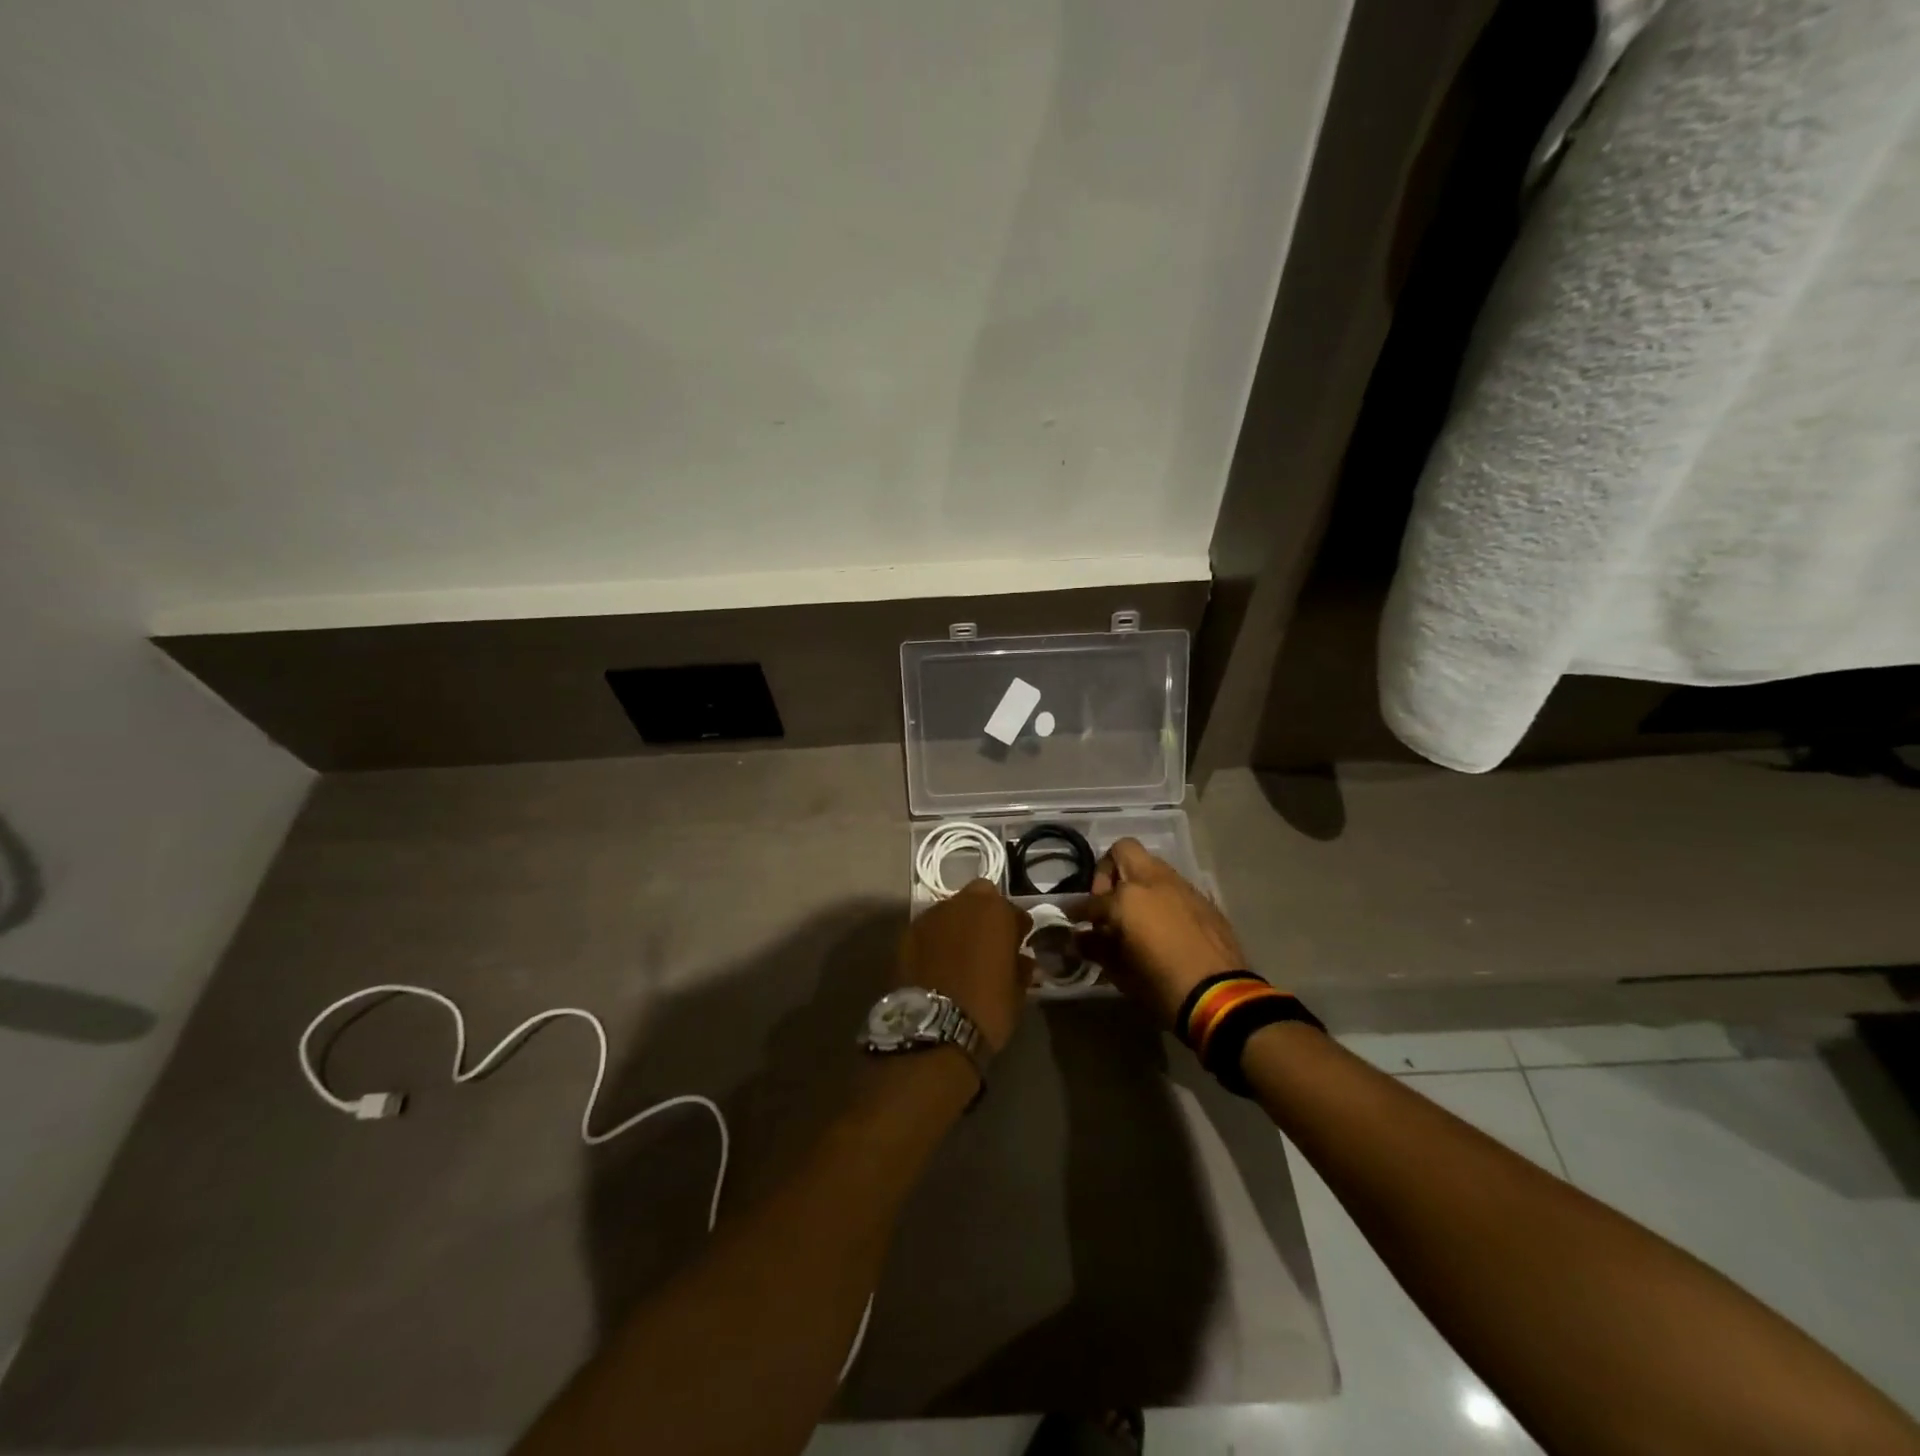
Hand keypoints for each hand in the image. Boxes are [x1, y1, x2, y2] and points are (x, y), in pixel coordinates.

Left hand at [894, 879, 1032, 1052]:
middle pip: (979, 898)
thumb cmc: (987, 1008)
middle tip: (989, 942)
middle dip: (986, 915)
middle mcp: (962, 904)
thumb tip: (1020, 959)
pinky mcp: (907, 933)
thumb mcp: (1016, 992)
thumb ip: (1019, 967)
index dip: (1017, 928)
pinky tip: (938, 961)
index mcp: (995, 912)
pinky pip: (930, 929)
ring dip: (959, 925)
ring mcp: (931, 916)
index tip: (1018, 944)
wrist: (933, 1028)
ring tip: (960, 952)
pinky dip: (936, 939)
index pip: (1013, 911)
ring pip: (951, 911)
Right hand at [1081, 838, 1247, 1029]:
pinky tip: (1162, 926)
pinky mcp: (1203, 900)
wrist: (1221, 998)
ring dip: (1137, 883)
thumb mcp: (1120, 971)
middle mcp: (1153, 881)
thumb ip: (1097, 947)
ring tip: (1135, 916)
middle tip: (1108, 903)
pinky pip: (1173, 887)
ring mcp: (1182, 887)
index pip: (1093, 899)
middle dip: (1109, 871)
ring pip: (1152, 866)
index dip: (1078, 911)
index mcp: (1127, 897)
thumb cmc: (1161, 985)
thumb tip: (1081, 938)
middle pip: (1124, 850)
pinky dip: (1160, 897)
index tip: (1074, 920)